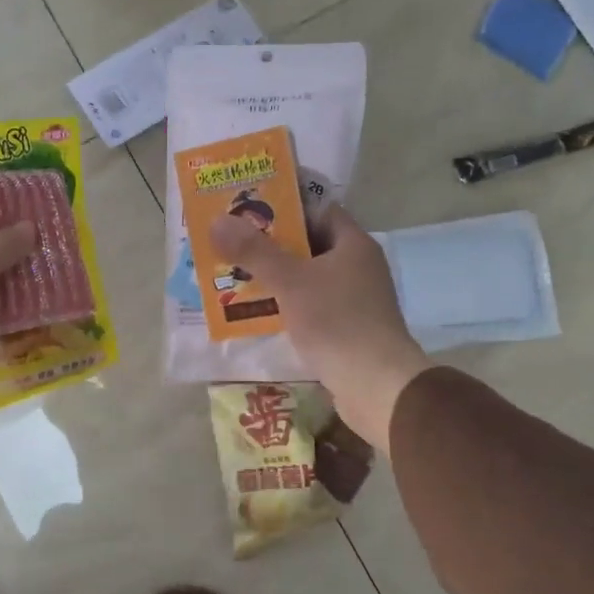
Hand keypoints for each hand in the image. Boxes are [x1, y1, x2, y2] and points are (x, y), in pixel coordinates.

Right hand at [209, 208, 430, 451]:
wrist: (376, 386)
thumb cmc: (336, 322)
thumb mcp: (290, 282)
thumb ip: (254, 252)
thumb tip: (217, 220)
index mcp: (353, 245)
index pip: (318, 210)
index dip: (284, 206)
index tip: (247, 208)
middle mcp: (358, 267)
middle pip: (309, 245)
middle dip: (270, 245)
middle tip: (231, 242)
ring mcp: (354, 299)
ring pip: (307, 278)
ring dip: (275, 277)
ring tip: (234, 274)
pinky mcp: (347, 328)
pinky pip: (311, 306)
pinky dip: (286, 304)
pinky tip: (257, 311)